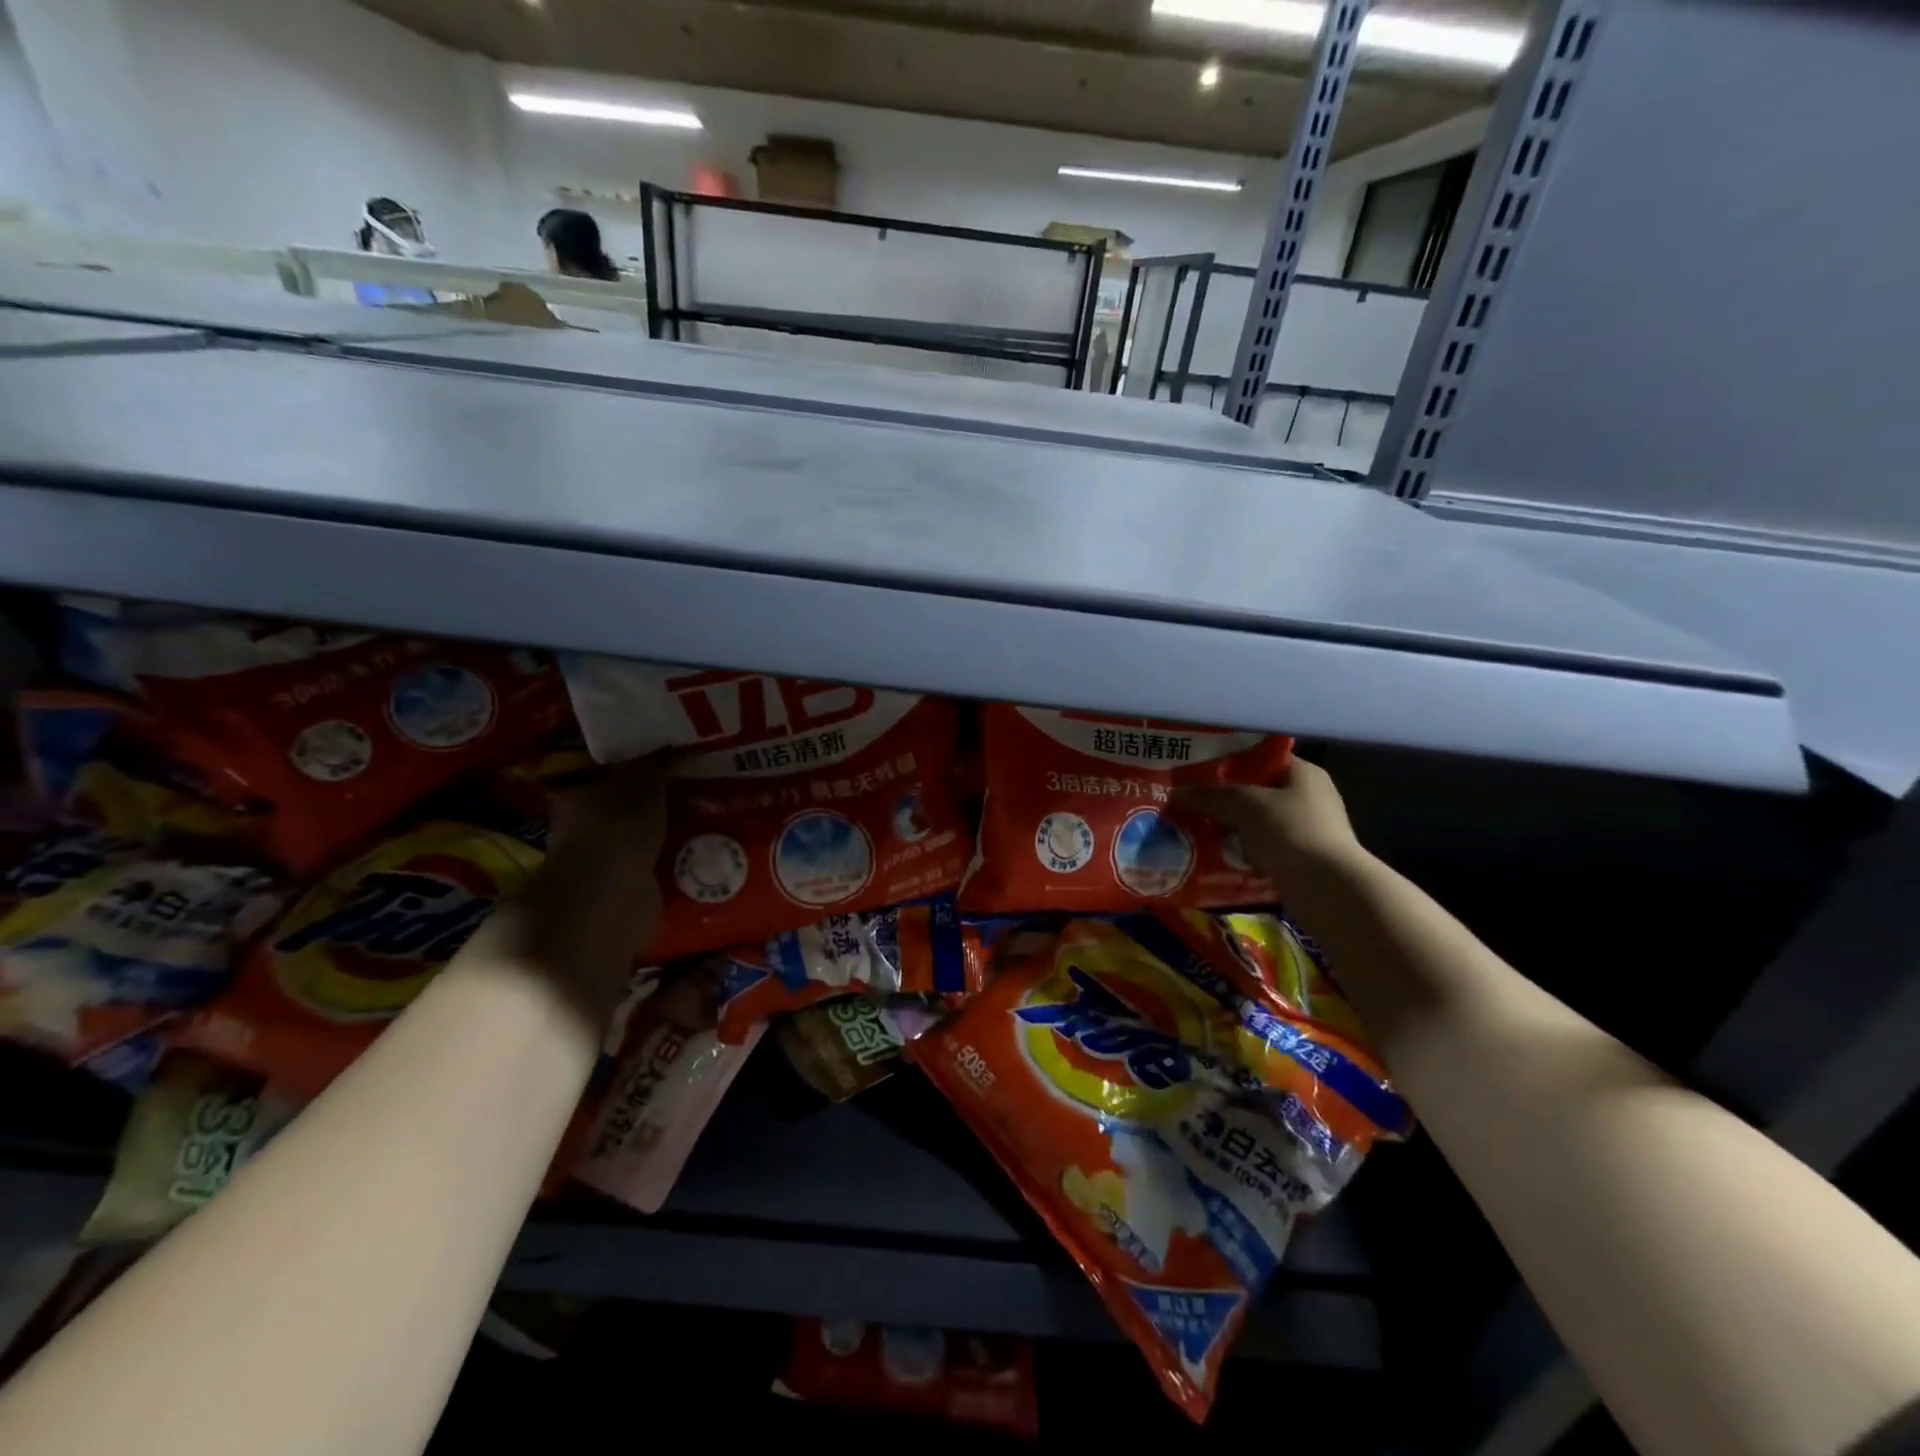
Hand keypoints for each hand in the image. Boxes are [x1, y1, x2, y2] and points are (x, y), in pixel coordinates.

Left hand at [508, 750, 682, 1021]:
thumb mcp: (642, 786)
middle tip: (706, 787)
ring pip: (647, 837)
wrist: (607, 901)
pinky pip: (659, 865)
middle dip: (664, 800)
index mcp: (581, 798)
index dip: (647, 766)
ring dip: (673, 832)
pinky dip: (678, 860)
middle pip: (633, 807)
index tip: (682, 760)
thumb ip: (659, 765)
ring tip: (715, 818)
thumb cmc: (616, 832)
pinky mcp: (629, 890)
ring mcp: (608, 862)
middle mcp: (588, 829)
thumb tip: (681, 745)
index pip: (616, 774)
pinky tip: (705, 851)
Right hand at [1173, 756, 1366, 886]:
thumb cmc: (1290, 832)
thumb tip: (1176, 792)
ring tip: (1198, 830)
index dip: (1230, 762)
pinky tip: (1219, 856)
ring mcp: (1309, 831)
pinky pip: (1265, 848)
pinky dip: (1244, 852)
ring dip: (1232, 828)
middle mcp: (1310, 797)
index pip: (1262, 758)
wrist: (1328, 889)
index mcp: (1304, 773)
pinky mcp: (1304, 860)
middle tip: (1192, 803)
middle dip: (1225, 799)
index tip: (1199, 772)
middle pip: (1258, 792)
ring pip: (1259, 822)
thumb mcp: (1244, 805)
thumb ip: (1210, 796)